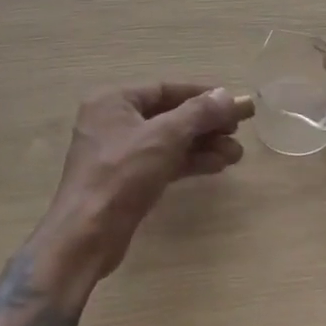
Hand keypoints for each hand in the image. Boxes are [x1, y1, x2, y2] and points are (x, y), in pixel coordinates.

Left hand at [32, 83, 252, 293]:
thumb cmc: (121, 174)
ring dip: (202, 145)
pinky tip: (218, 166)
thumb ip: (198, 113)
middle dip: (206, 124)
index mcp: (113, 100)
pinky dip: (189, 162)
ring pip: (169, 141)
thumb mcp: (164, 137)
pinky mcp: (126, 180)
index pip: (166, 89)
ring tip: (236, 154)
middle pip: (169, 115)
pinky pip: (163, 162)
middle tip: (239, 131)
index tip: (233, 103)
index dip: (202, 95)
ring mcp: (118, 152)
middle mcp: (113, 121)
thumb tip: (227, 95)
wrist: (86, 236)